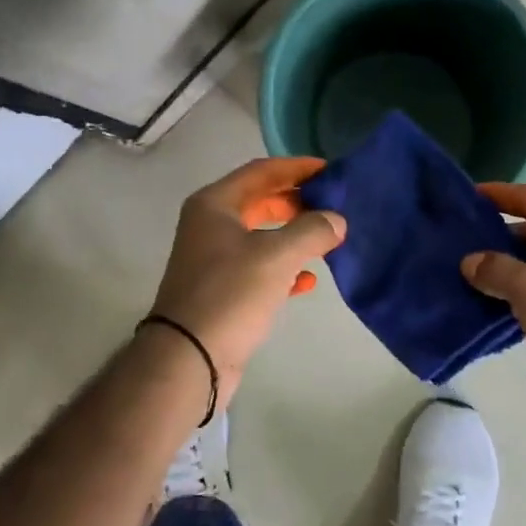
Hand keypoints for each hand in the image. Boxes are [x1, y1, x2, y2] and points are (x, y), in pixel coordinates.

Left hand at [149, 157, 346, 404]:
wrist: (189, 357)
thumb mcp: (276, 256)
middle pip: (261, 201)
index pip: (262, 171)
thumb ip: (312, 231)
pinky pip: (259, 268)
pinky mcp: (222, 290)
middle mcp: (210, 225)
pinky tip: (308, 281)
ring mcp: (214, 259)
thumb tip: (336, 221)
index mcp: (215, 205)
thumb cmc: (230, 294)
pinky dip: (284, 269)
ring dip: (294, 236)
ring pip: (263, 236)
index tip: (331, 171)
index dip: (297, 168)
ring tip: (329, 240)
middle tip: (333, 206)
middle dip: (298, 203)